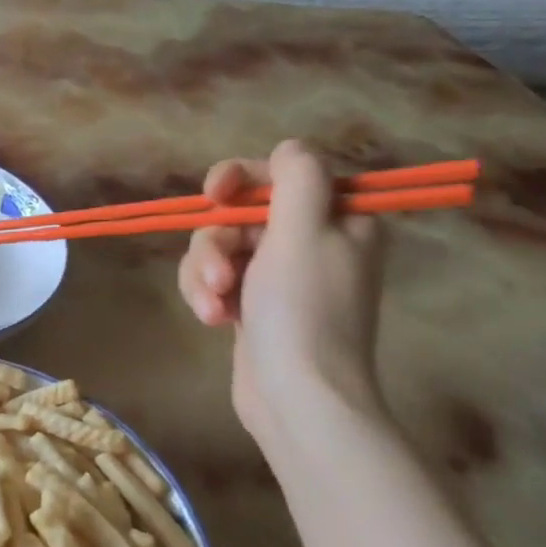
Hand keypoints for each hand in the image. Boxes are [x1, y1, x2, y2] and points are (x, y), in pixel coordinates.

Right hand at [177, 140, 386, 445]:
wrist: (297, 397)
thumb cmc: (303, 310)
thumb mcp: (304, 230)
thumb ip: (298, 176)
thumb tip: (290, 149)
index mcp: (339, 219)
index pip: (283, 174)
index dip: (243, 179)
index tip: (215, 194)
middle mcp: (312, 242)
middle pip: (241, 214)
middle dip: (218, 243)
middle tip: (219, 275)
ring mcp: (280, 276)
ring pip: (219, 247)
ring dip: (206, 273)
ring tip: (213, 307)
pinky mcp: (252, 304)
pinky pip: (215, 279)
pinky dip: (207, 295)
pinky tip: (213, 320)